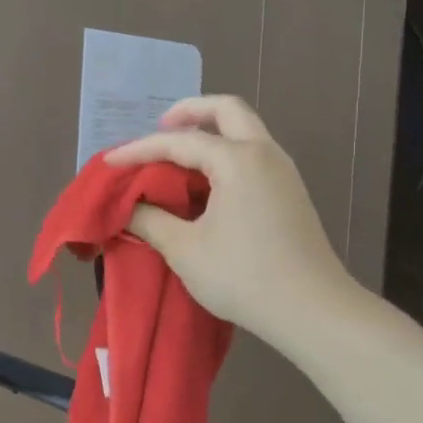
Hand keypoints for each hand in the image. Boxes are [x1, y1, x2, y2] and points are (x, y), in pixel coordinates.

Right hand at [107, 95, 358, 351]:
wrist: (313, 312)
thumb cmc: (244, 276)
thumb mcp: (185, 249)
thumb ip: (151, 220)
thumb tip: (129, 207)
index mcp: (238, 160)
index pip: (179, 141)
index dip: (139, 150)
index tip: (109, 163)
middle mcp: (264, 154)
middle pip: (227, 110)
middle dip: (190, 111)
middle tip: (160, 126)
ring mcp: (283, 172)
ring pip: (245, 130)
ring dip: (211, 131)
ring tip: (178, 155)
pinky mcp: (290, 192)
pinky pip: (253, 154)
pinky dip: (226, 153)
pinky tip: (205, 182)